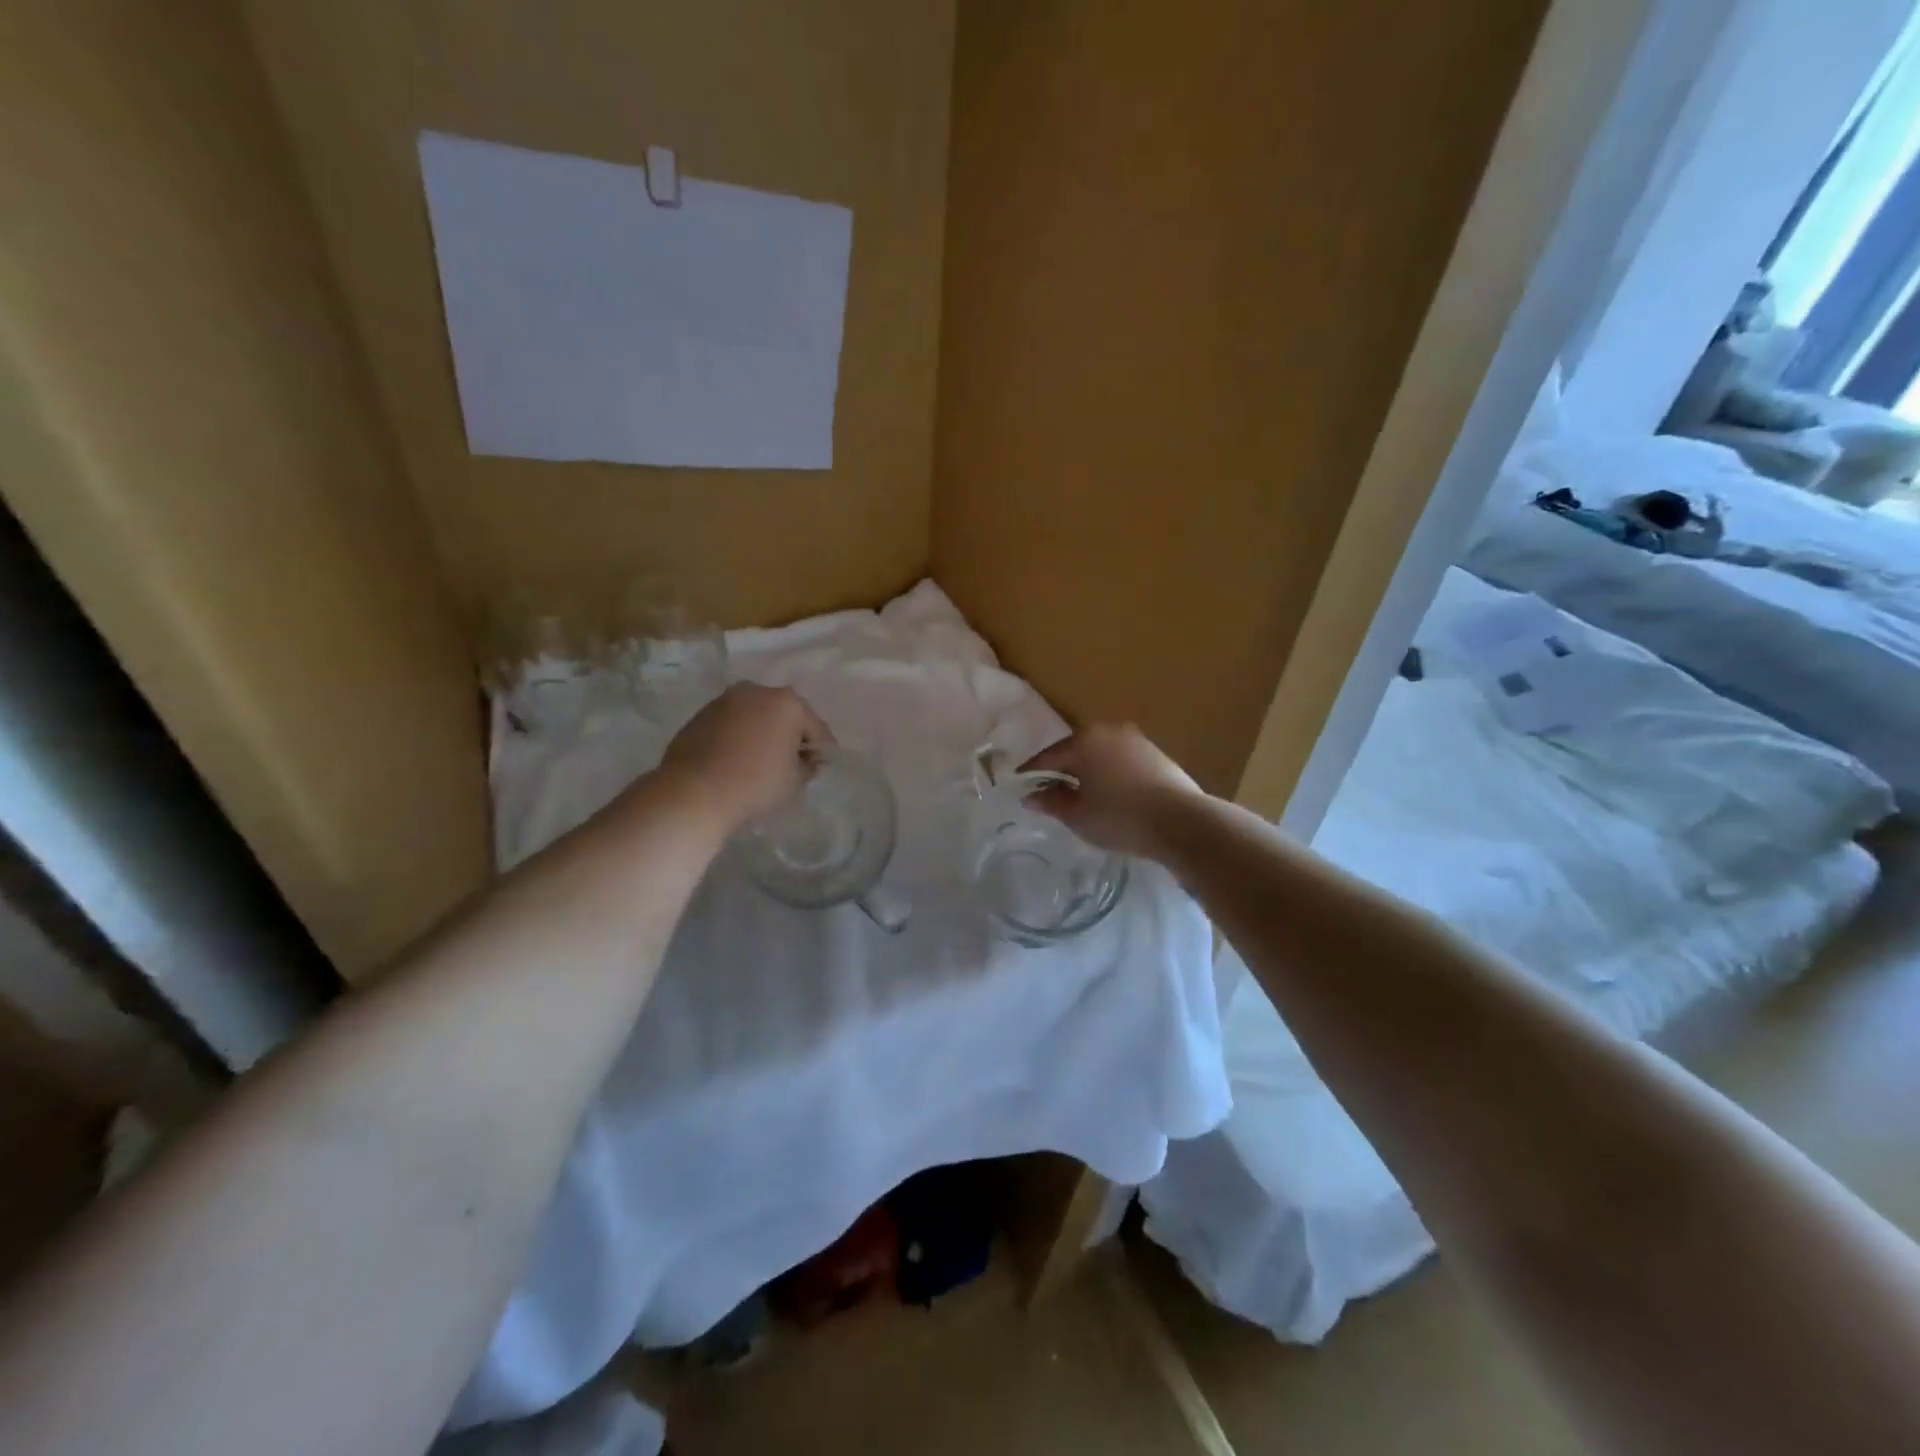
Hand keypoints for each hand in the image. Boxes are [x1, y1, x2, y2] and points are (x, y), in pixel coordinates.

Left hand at [661, 684, 833, 831]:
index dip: (821, 749)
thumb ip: (808, 764)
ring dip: (762, 733)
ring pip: (755, 716)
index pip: (815, 727)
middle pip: (784, 714)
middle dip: (790, 735)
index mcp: (787, 702)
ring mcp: (725, 700)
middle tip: (791, 762)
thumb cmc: (755, 784)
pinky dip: (739, 736)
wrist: (693, 792)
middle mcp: (756, 691)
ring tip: (761, 761)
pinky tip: (736, 759)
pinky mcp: (701, 714)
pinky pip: (732, 724)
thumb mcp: (795, 780)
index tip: (820, 766)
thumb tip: (805, 759)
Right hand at [1019, 724, 1201, 859]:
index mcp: (1083, 740)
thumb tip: (1031, 795)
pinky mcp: (1157, 755)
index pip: (1047, 757)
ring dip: (1089, 773)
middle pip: (1075, 751)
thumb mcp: (1077, 815)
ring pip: (1101, 756)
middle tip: (1049, 793)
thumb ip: (1050, 802)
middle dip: (1061, 771)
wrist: (1181, 822)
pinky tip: (1112, 796)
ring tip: (1082, 797)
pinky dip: (1111, 776)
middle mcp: (1108, 731)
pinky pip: (1122, 763)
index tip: (1019, 787)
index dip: (1031, 774)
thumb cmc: (1119, 817)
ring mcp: (1136, 741)